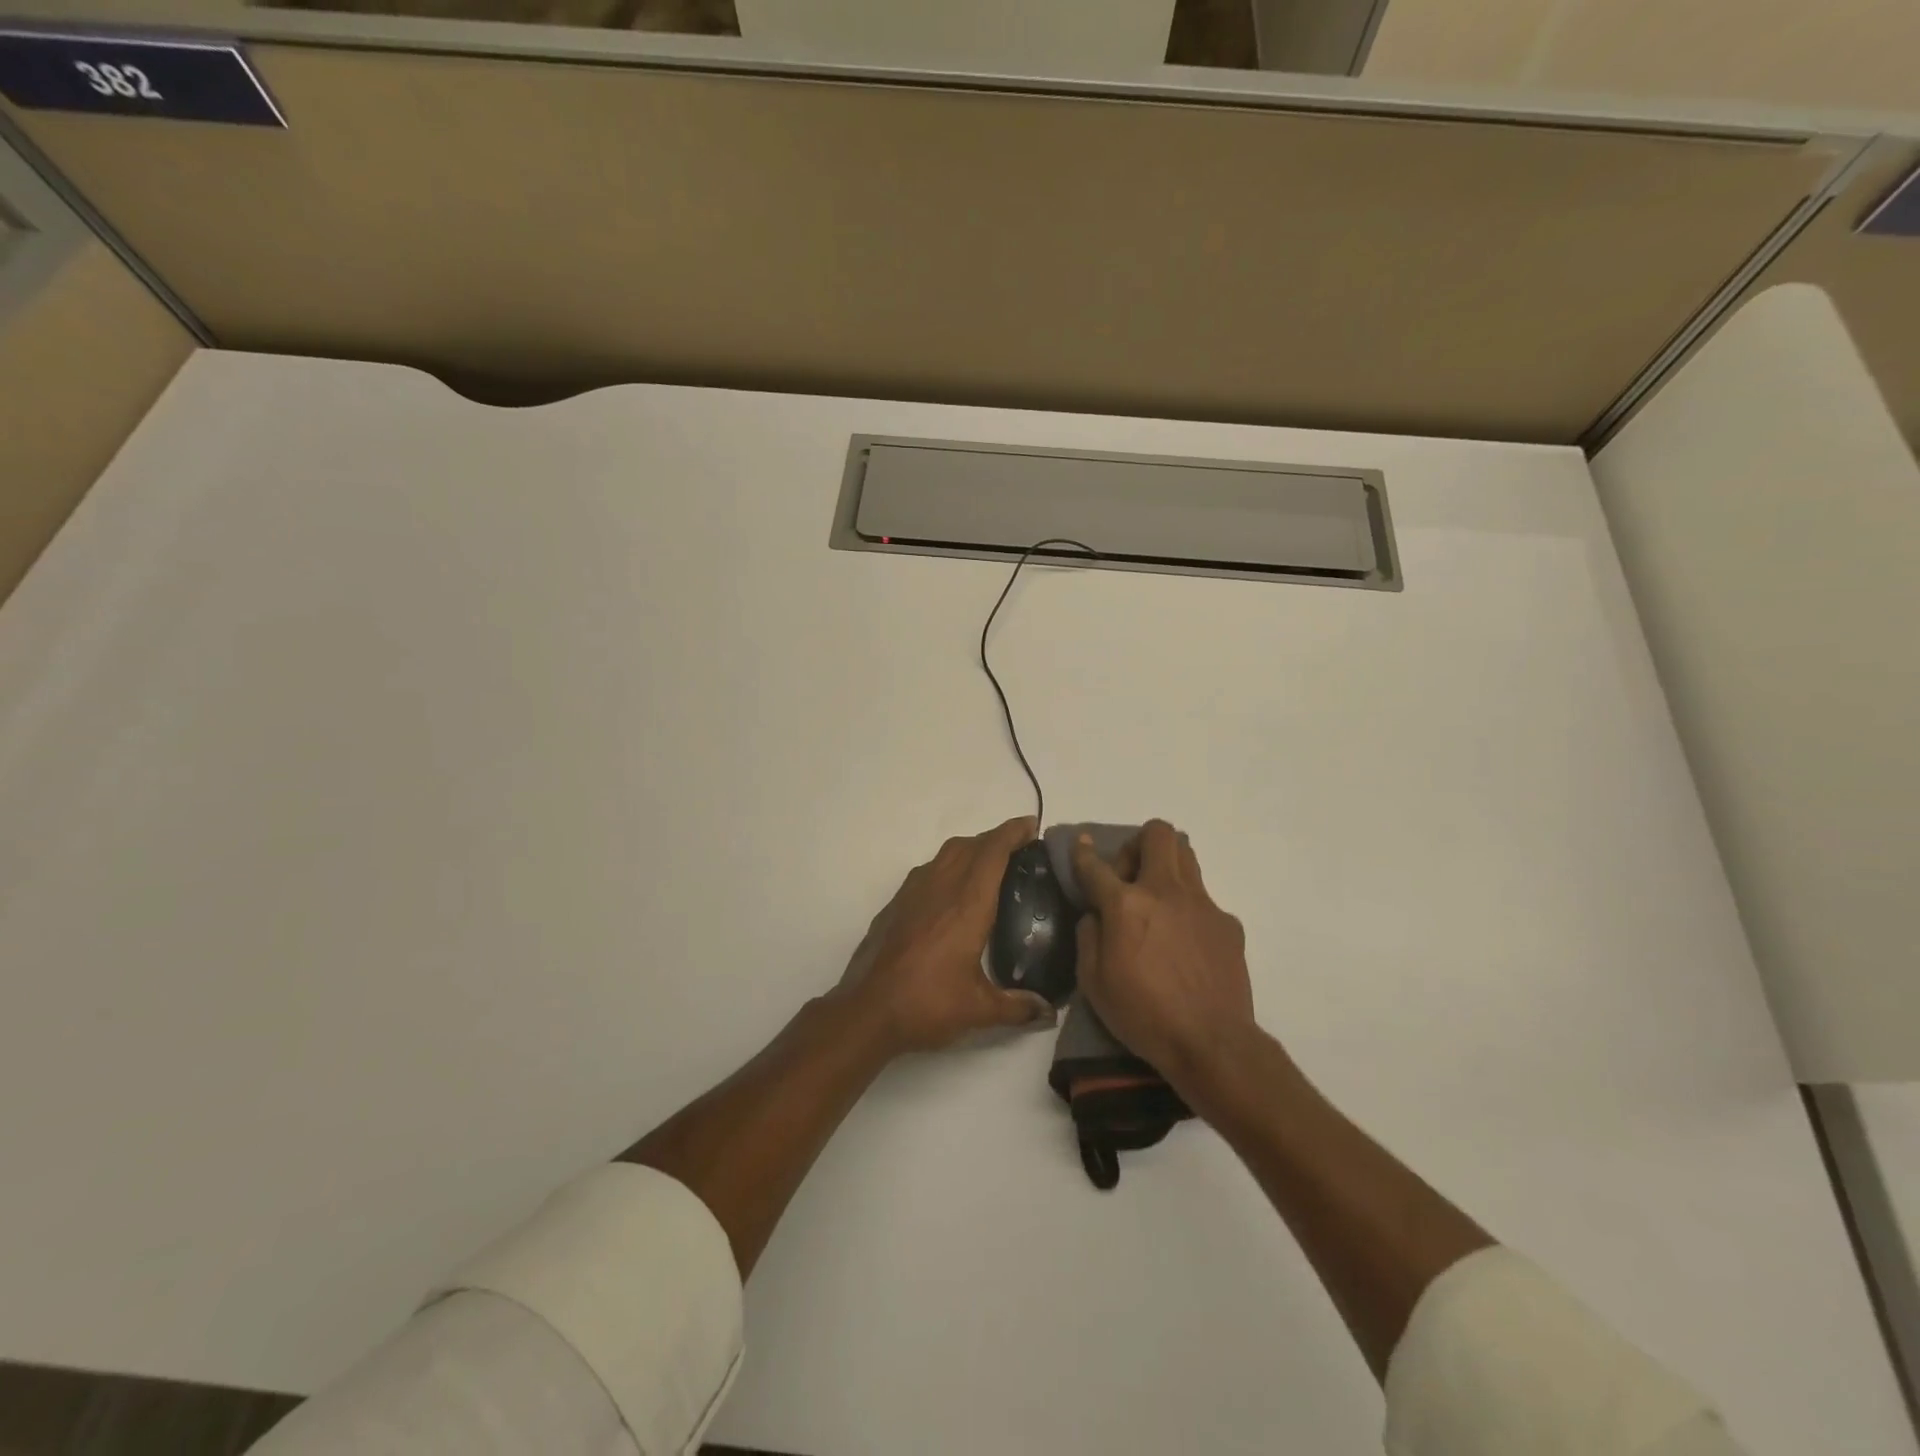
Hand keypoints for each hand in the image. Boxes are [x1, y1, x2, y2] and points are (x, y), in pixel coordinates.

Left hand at [838, 816, 1054, 1054]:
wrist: (868, 1010)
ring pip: (946, 854)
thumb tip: (1048, 1011)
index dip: (1013, 832)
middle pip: (970, 845)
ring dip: (970, 849)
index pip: (993, 852)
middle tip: (1018, 850)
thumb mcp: (979, 1009)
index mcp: (967, 903)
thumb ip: (1018, 1006)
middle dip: (996, 839)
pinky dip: (947, 867)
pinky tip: (951, 893)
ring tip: (987, 867)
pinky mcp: (896, 904)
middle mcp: (941, 887)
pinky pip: (927, 871)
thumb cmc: (928, 1003)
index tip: (1031, 826)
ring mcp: (913, 893)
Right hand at [1071, 820, 1256, 1095]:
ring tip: (1157, 898)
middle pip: (1157, 834)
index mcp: (1126, 905)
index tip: (1080, 843)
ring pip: (1186, 855)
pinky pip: (1203, 898)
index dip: (1082, 852)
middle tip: (1129, 876)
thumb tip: (1095, 915)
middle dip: (1137, 843)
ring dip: (1165, 864)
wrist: (1212, 1042)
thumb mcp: (1094, 983)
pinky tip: (1184, 943)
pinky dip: (1187, 908)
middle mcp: (1165, 891)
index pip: (1095, 866)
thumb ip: (1089, 937)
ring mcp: (1202, 904)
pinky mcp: (1227, 923)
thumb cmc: (1143, 1015)